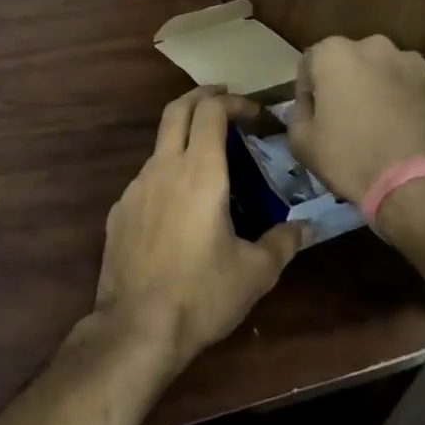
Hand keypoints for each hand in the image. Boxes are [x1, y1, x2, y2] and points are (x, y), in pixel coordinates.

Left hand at [94, 87, 304, 371]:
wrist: (136, 326)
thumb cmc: (201, 294)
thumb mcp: (255, 273)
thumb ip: (283, 243)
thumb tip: (305, 228)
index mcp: (199, 173)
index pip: (211, 112)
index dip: (233, 103)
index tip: (254, 114)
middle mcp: (162, 168)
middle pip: (176, 111)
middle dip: (202, 98)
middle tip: (225, 100)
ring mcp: (135, 187)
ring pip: (159, 145)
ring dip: (184, 138)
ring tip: (210, 160)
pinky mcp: (119, 210)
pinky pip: (146, 178)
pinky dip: (167, 173)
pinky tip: (181, 205)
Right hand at [287, 36, 424, 205]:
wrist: (418, 186)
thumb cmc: (350, 158)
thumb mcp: (301, 141)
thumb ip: (299, 111)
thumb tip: (310, 105)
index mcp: (335, 54)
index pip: (311, 62)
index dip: (309, 89)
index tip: (314, 114)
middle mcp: (375, 47)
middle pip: (352, 61)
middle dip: (347, 82)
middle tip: (346, 116)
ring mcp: (414, 64)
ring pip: (386, 71)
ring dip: (379, 88)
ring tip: (380, 123)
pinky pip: (415, 87)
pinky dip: (408, 100)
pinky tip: (406, 129)